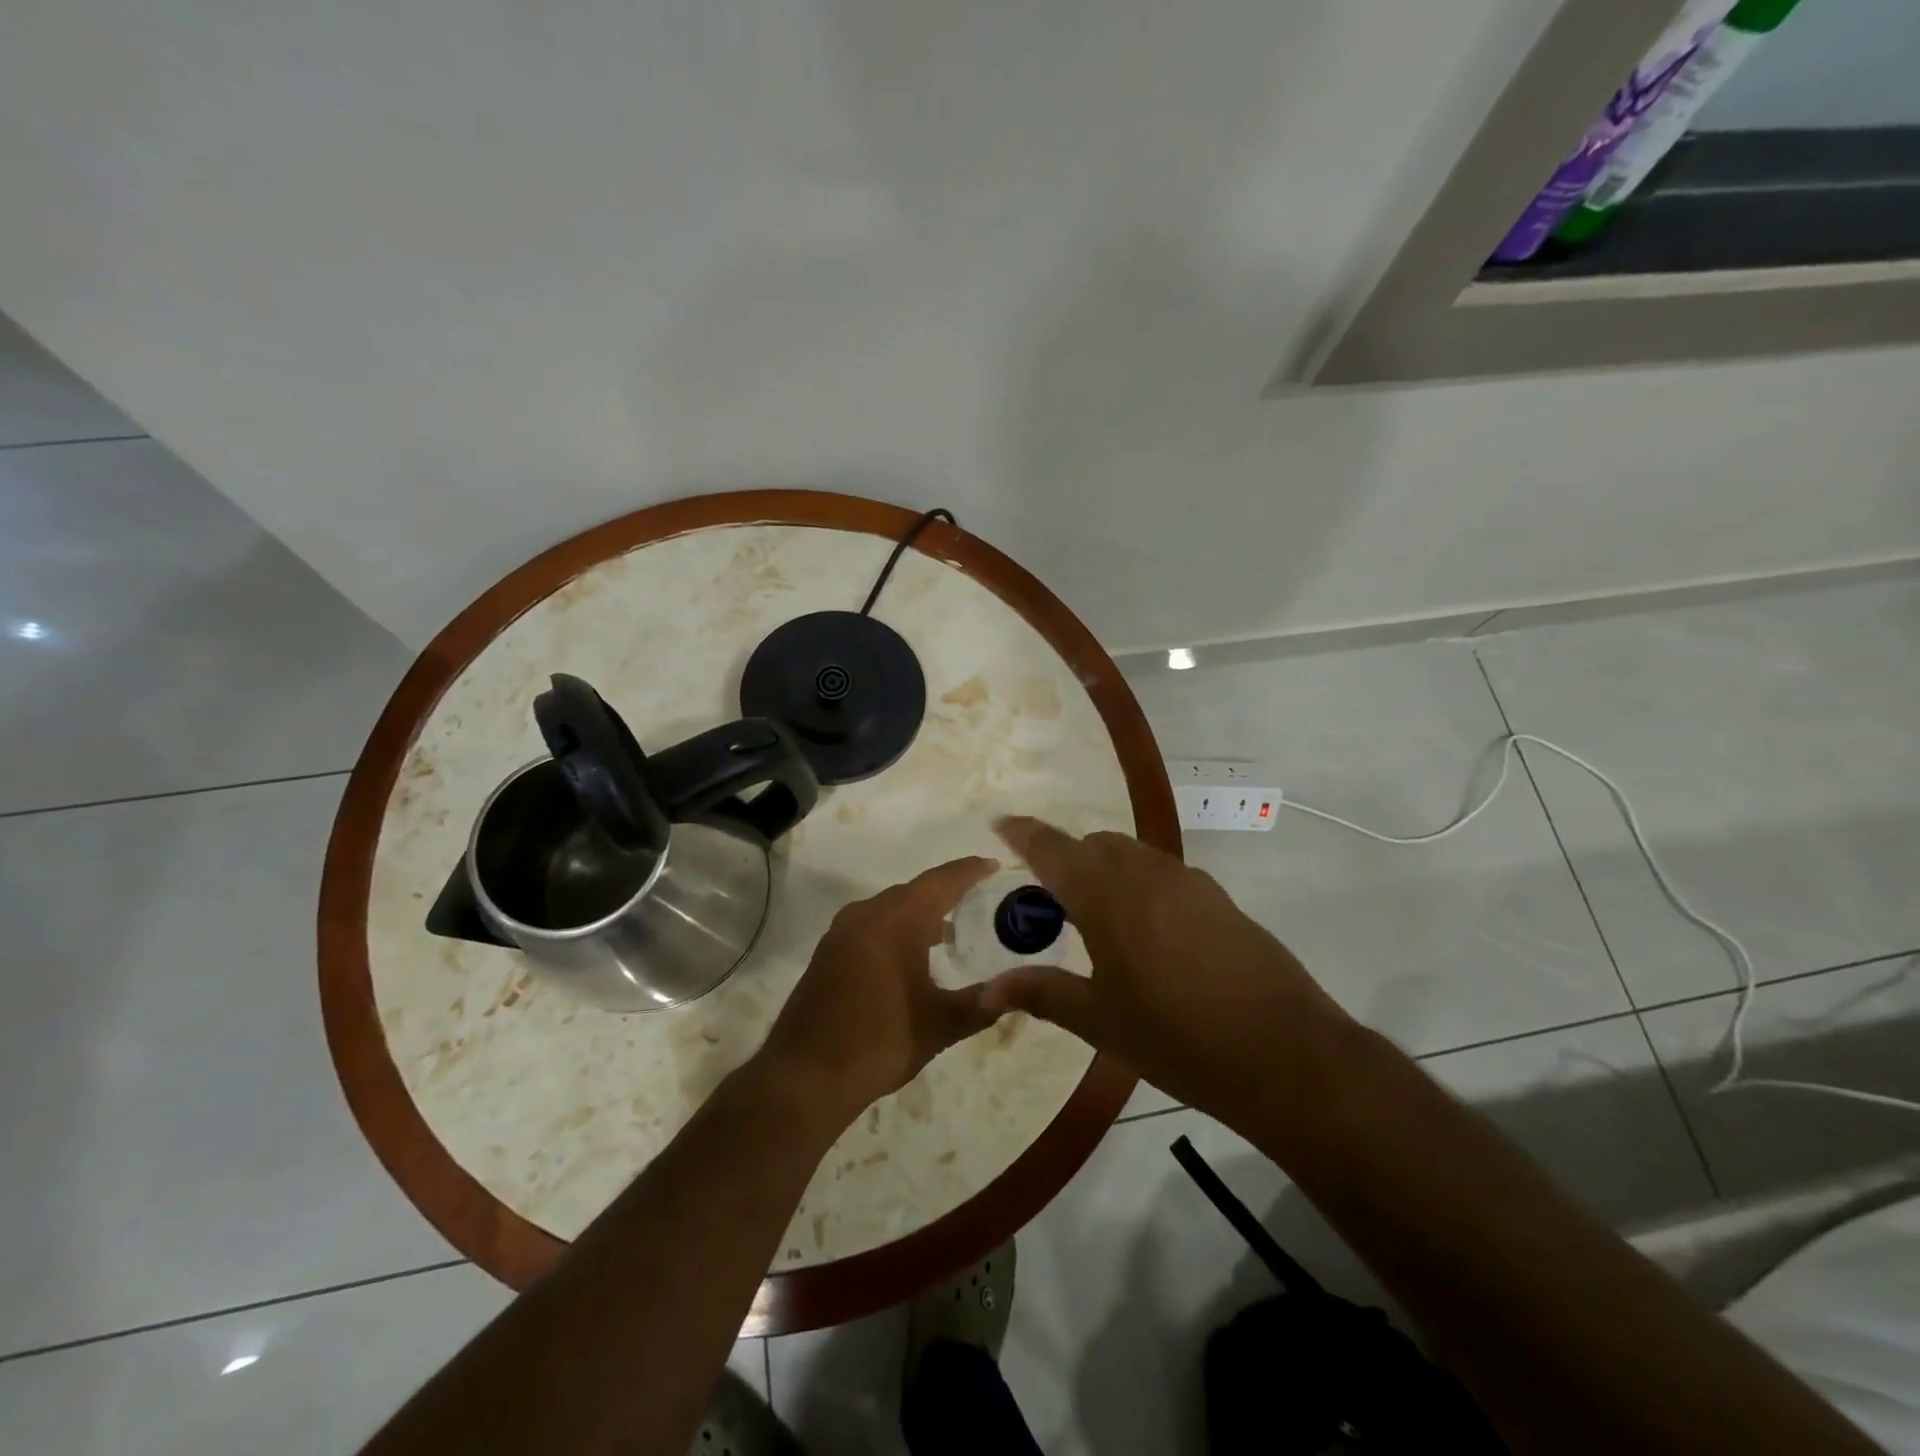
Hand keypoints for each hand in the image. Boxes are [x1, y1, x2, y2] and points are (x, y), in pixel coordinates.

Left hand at [758, 856, 1000, 1127]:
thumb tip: (1014, 993)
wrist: (804, 1077)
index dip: (969, 871)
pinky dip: (896, 928)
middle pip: (915, 891)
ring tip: (950, 931)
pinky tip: (910, 956)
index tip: (993, 864)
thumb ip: (981, 1004)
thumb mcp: (939, 1025)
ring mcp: (842, 932)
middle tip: (978, 898)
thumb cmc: (878, 1042)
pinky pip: (871, 925)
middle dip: (946, 892)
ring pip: (890, 908)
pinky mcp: (828, 952)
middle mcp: (867, 914)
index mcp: (896, 920)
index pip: (941, 882)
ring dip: (920, 913)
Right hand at [982, 817, 1352, 1119]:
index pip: (1053, 849)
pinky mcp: (1219, 899)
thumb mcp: (1100, 1021)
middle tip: (1050, 903)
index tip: (1001, 823)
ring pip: (1132, 855)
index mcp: (1107, 896)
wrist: (1285, 1054)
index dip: (1024, 833)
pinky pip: (1163, 875)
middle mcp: (1146, 874)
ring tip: (1097, 921)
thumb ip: (1043, 993)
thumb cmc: (1177, 1038)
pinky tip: (1146, 935)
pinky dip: (1139, 885)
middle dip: (1066, 859)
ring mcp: (1188, 882)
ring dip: (1105, 870)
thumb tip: (989, 989)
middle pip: (1094, 845)